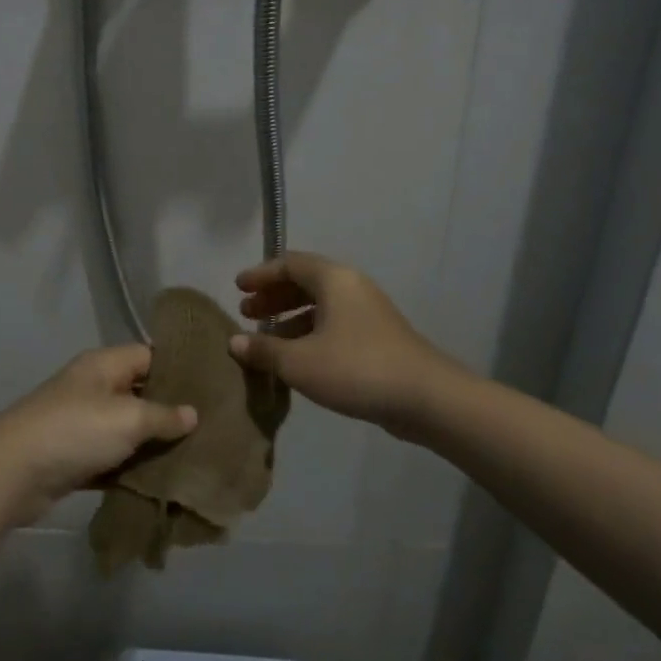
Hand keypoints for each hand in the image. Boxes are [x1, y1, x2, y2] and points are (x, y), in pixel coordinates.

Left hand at [0, 346, 196, 525]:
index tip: (213, 385)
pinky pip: (113, 458)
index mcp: (104, 365)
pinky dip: (133, 468)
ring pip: (128, 429)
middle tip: (212, 425)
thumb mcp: (127, 418)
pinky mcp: (76, 457)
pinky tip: (163, 480)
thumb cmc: (75, 431)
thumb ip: (163, 415)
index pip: (149, 355)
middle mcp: (93, 388)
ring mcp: (82, 423)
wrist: (13, 473)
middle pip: (140, 392)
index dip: (180, 367)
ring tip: (197, 454)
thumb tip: (192, 413)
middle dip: (172, 410)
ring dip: (154, 443)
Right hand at [230, 252, 460, 436]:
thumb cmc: (356, 368)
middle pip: (305, 282)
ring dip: (290, 318)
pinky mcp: (376, 338)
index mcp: (334, 280)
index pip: (290, 263)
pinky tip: (296, 359)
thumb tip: (234, 342)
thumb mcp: (299, 362)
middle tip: (247, 313)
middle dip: (273, 297)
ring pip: (320, 305)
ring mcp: (367, 312)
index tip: (237, 288)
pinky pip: (333, 324)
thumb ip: (263, 350)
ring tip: (265, 340)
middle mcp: (352, 287)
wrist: (425, 398)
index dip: (261, 274)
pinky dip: (309, 333)